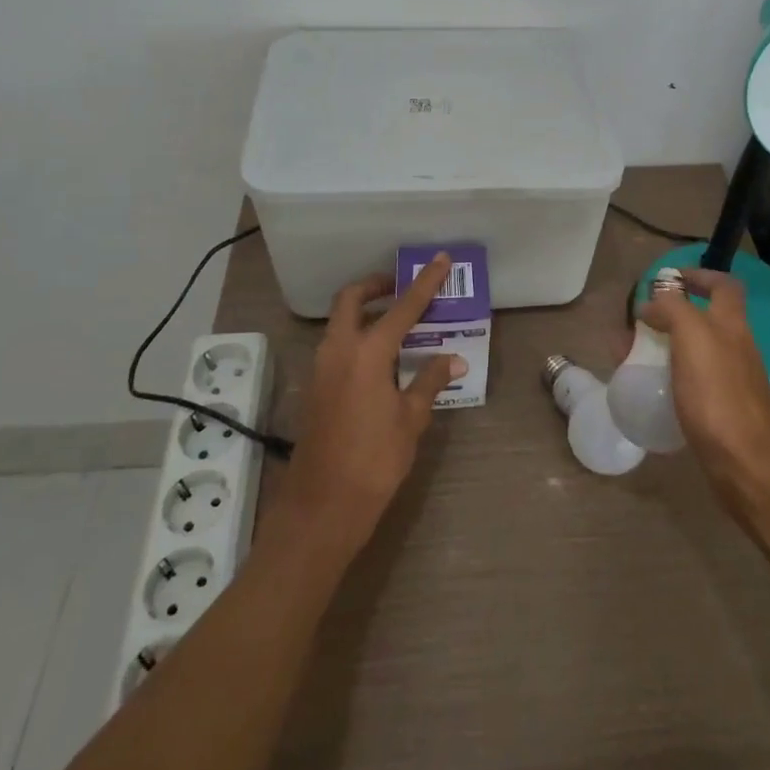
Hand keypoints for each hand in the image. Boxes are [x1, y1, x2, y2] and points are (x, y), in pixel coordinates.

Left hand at [272, 255, 460, 558]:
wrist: (320, 509)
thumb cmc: (373, 462)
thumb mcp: (410, 420)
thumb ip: (430, 381)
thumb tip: (454, 358)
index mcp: (367, 353)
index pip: (402, 307)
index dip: (424, 283)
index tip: (438, 260)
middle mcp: (339, 350)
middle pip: (352, 300)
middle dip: (376, 286)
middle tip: (401, 288)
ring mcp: (321, 368)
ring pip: (340, 322)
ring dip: (365, 312)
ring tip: (398, 322)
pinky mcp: (315, 387)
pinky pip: (337, 346)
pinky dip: (358, 338)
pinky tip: (381, 360)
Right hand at [640, 268, 769, 515]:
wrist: (746, 466)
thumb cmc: (717, 396)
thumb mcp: (691, 337)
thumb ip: (673, 309)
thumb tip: (654, 303)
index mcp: (732, 325)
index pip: (723, 284)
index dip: (698, 275)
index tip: (667, 279)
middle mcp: (737, 347)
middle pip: (705, 318)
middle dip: (671, 315)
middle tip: (638, 324)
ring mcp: (733, 381)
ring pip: (696, 350)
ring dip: (666, 346)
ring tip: (633, 356)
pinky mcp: (724, 410)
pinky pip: (693, 380)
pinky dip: (671, 376)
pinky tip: (651, 389)